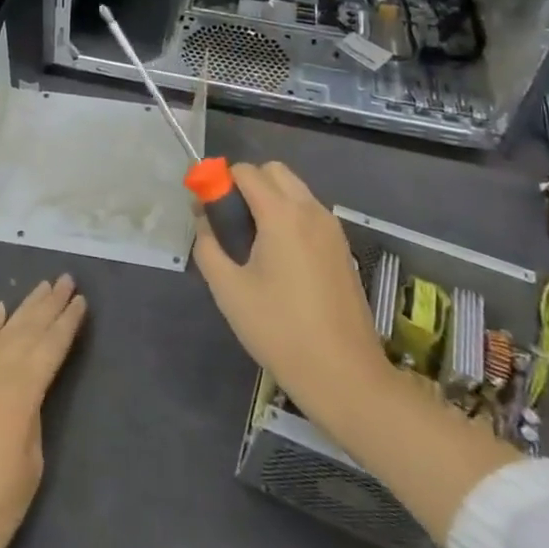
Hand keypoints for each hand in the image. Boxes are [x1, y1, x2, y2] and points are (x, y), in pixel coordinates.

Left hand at [0, 275, 86, 547]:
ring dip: (24, 308)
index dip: (67, 323)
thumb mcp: (31, 462)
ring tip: (42, 286)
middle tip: (66, 279)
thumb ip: (33, 415)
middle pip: (27, 331)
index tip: (81, 300)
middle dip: (48, 305)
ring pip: (4, 332)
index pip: (49, 348)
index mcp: (20, 393)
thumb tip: (30, 391)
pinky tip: (1, 309)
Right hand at [194, 162, 518, 541]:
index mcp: (282, 214)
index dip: (219, 183)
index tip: (206, 210)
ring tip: (252, 242)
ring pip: (294, 190)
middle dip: (247, 184)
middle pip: (273, 172)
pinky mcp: (342, 249)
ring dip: (269, 199)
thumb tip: (203, 221)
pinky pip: (309, 213)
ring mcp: (332, 229)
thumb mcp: (229, 290)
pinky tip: (278, 258)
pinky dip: (289, 216)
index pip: (245, 172)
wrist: (345, 375)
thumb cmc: (280, 330)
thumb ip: (208, 246)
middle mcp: (311, 211)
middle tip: (230, 222)